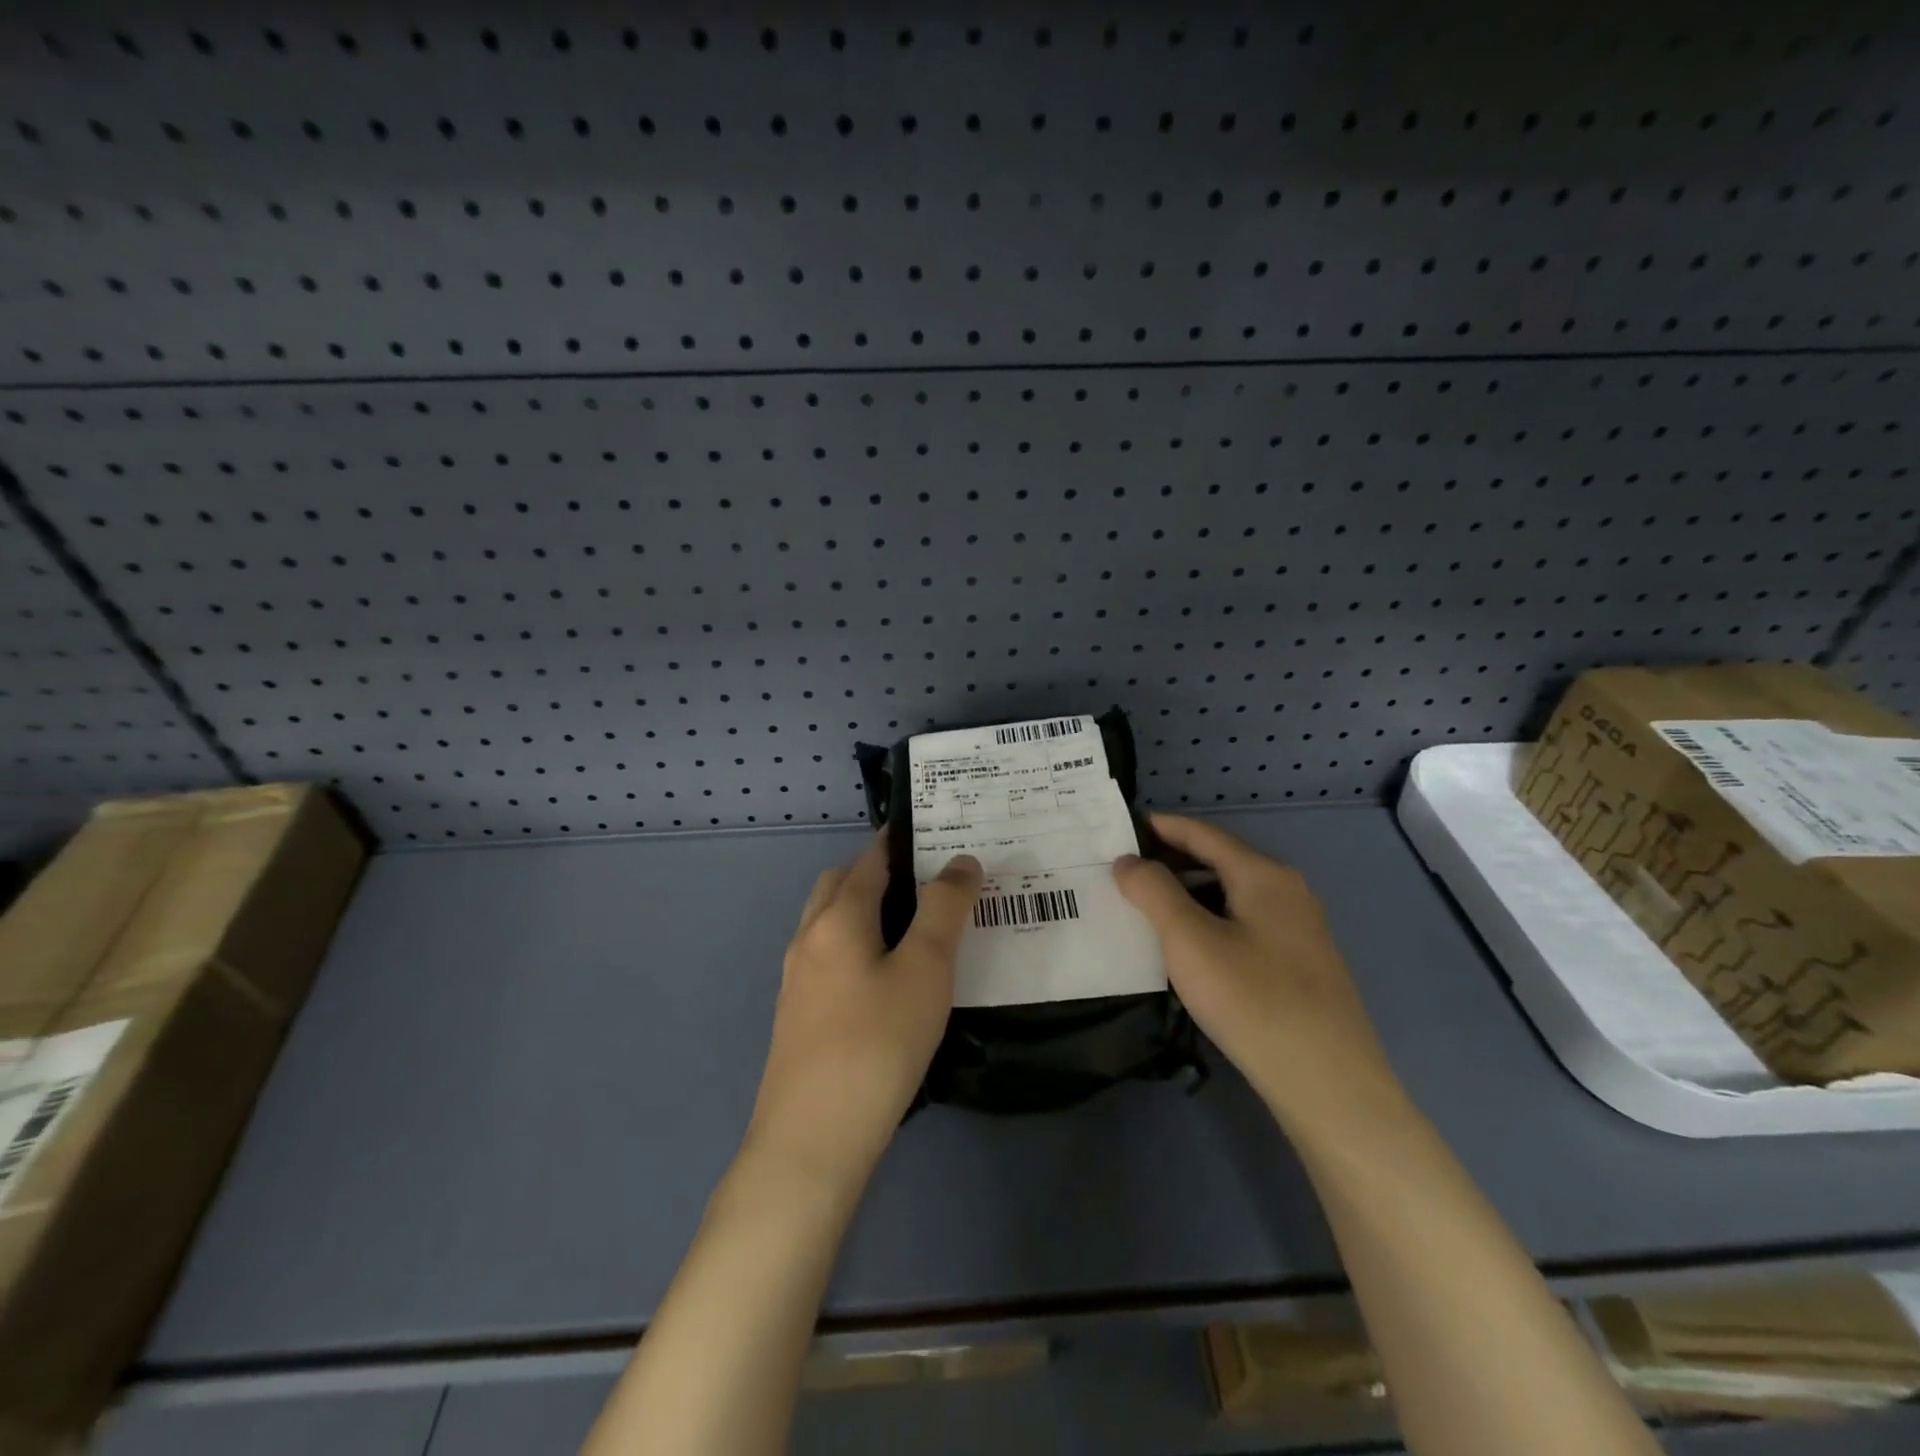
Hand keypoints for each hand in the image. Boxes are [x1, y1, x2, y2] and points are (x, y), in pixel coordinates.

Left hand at [745, 834, 981, 1192]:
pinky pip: (828, 957)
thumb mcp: (925, 970)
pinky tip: (885, 979)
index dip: (902, 841)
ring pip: (831, 922)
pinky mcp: (798, 1015)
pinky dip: (856, 945)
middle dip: (880, 871)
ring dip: (865, 909)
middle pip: (841, 884)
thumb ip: (944, 909)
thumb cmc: (877, 1044)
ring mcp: (797, 979)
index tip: (937, 834)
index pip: (871, 859)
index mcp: (837, 918)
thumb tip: (961, 861)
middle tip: (929, 882)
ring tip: (913, 927)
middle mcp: (809, 938)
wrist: (812, 1141)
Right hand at [1113, 814, 1400, 1129]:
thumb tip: (1128, 860)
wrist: (1329, 1085)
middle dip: (1169, 861)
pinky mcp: (1299, 965)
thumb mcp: (1189, 940)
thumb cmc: (1253, 1000)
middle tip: (1122, 871)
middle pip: (1218, 861)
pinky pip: (1243, 925)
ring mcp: (1298, 929)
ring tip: (1144, 909)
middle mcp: (1287, 891)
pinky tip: (1186, 949)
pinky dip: (1207, 921)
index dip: (1159, 827)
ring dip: (1187, 894)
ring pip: (1230, 895)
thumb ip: (1153, 892)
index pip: (1202, 833)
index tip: (1118, 829)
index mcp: (1263, 874)